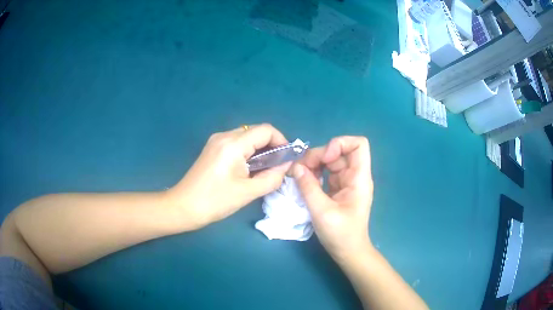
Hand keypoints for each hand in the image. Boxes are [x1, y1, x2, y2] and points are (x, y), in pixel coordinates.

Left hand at [167, 124, 291, 228]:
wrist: (184, 206)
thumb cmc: (215, 201)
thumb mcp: (248, 192)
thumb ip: (272, 177)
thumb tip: (287, 165)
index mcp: (233, 144)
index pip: (266, 130)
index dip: (281, 141)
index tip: (287, 159)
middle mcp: (224, 136)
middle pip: (256, 131)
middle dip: (271, 146)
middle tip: (277, 166)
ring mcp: (216, 140)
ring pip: (247, 136)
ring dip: (260, 149)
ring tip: (264, 169)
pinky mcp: (212, 148)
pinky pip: (237, 143)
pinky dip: (248, 151)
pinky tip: (248, 168)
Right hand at [292, 136, 372, 262]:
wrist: (348, 251)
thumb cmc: (341, 234)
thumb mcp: (322, 211)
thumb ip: (308, 187)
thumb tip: (295, 166)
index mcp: (359, 178)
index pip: (358, 144)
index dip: (340, 144)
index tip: (324, 158)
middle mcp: (354, 175)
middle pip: (339, 151)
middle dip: (319, 155)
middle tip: (300, 169)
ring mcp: (346, 182)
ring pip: (330, 160)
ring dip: (314, 164)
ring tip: (299, 175)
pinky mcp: (338, 188)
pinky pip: (326, 172)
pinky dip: (314, 173)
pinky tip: (304, 182)